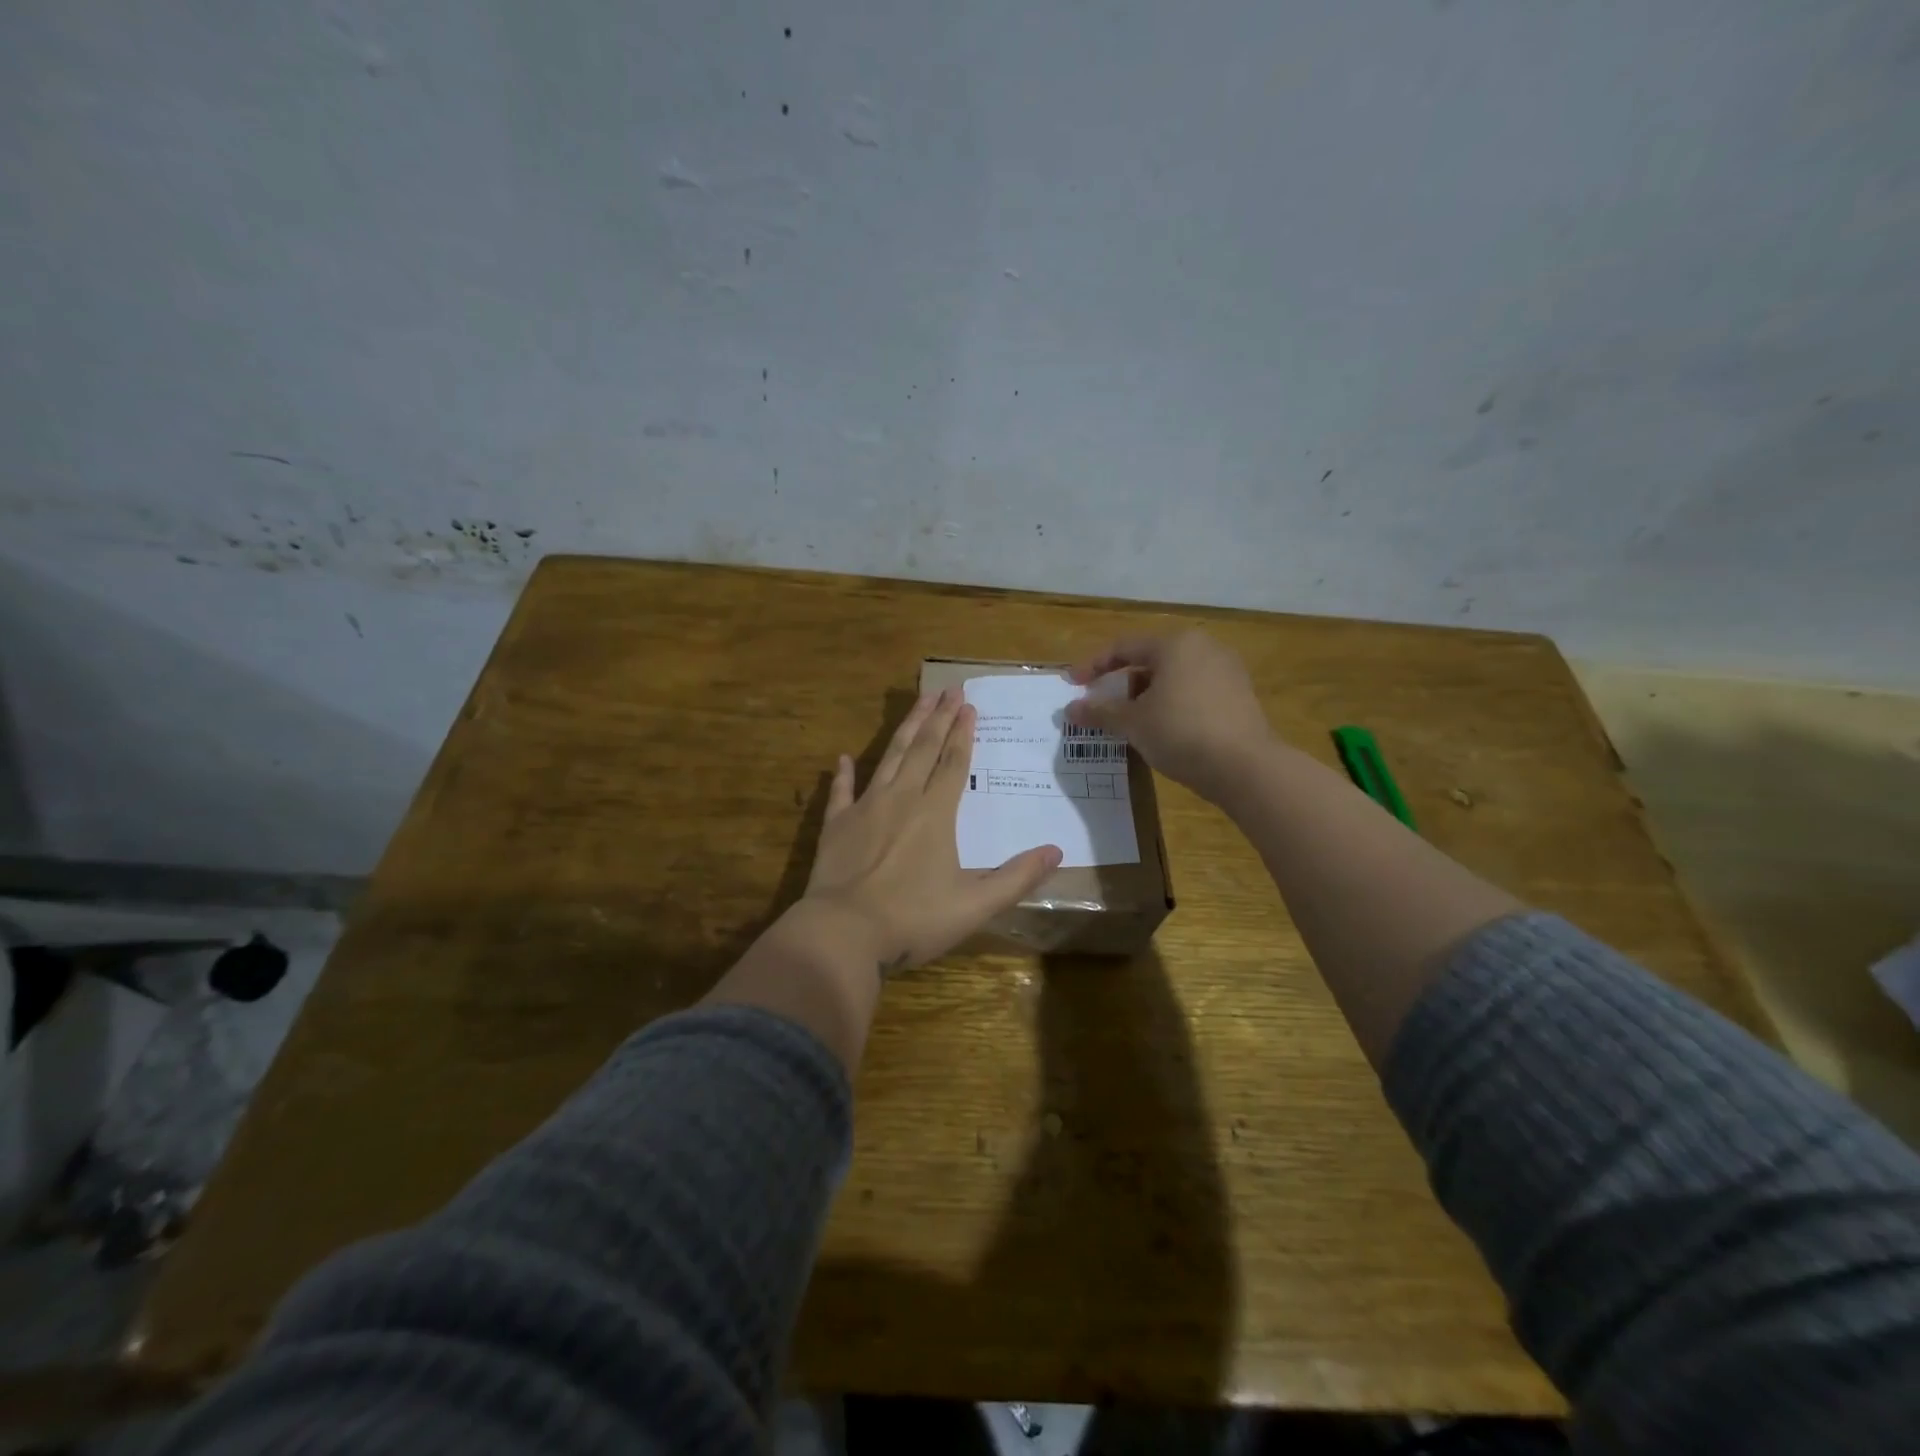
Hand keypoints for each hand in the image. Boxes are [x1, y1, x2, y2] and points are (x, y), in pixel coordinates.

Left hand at [801, 686, 1062, 973]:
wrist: (843, 933)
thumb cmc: (913, 919)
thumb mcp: (975, 905)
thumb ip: (1016, 877)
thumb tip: (1056, 852)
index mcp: (935, 814)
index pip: (954, 763)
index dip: (963, 733)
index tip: (969, 705)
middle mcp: (901, 799)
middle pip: (923, 749)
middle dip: (938, 717)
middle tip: (948, 689)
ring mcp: (865, 808)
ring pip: (889, 757)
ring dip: (906, 729)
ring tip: (918, 702)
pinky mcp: (836, 825)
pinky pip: (841, 792)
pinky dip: (844, 774)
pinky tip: (844, 758)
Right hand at [1066, 630, 1274, 802]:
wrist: (1245, 767)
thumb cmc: (1181, 733)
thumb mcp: (1133, 723)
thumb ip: (1100, 712)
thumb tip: (1070, 709)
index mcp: (1175, 644)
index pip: (1124, 647)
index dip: (1093, 666)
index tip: (1072, 685)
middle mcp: (1203, 648)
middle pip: (1149, 660)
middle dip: (1120, 684)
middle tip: (1100, 707)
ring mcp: (1226, 671)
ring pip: (1172, 678)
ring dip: (1144, 696)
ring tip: (1127, 722)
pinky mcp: (1239, 696)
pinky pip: (1193, 692)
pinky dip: (1170, 704)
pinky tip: (1160, 729)